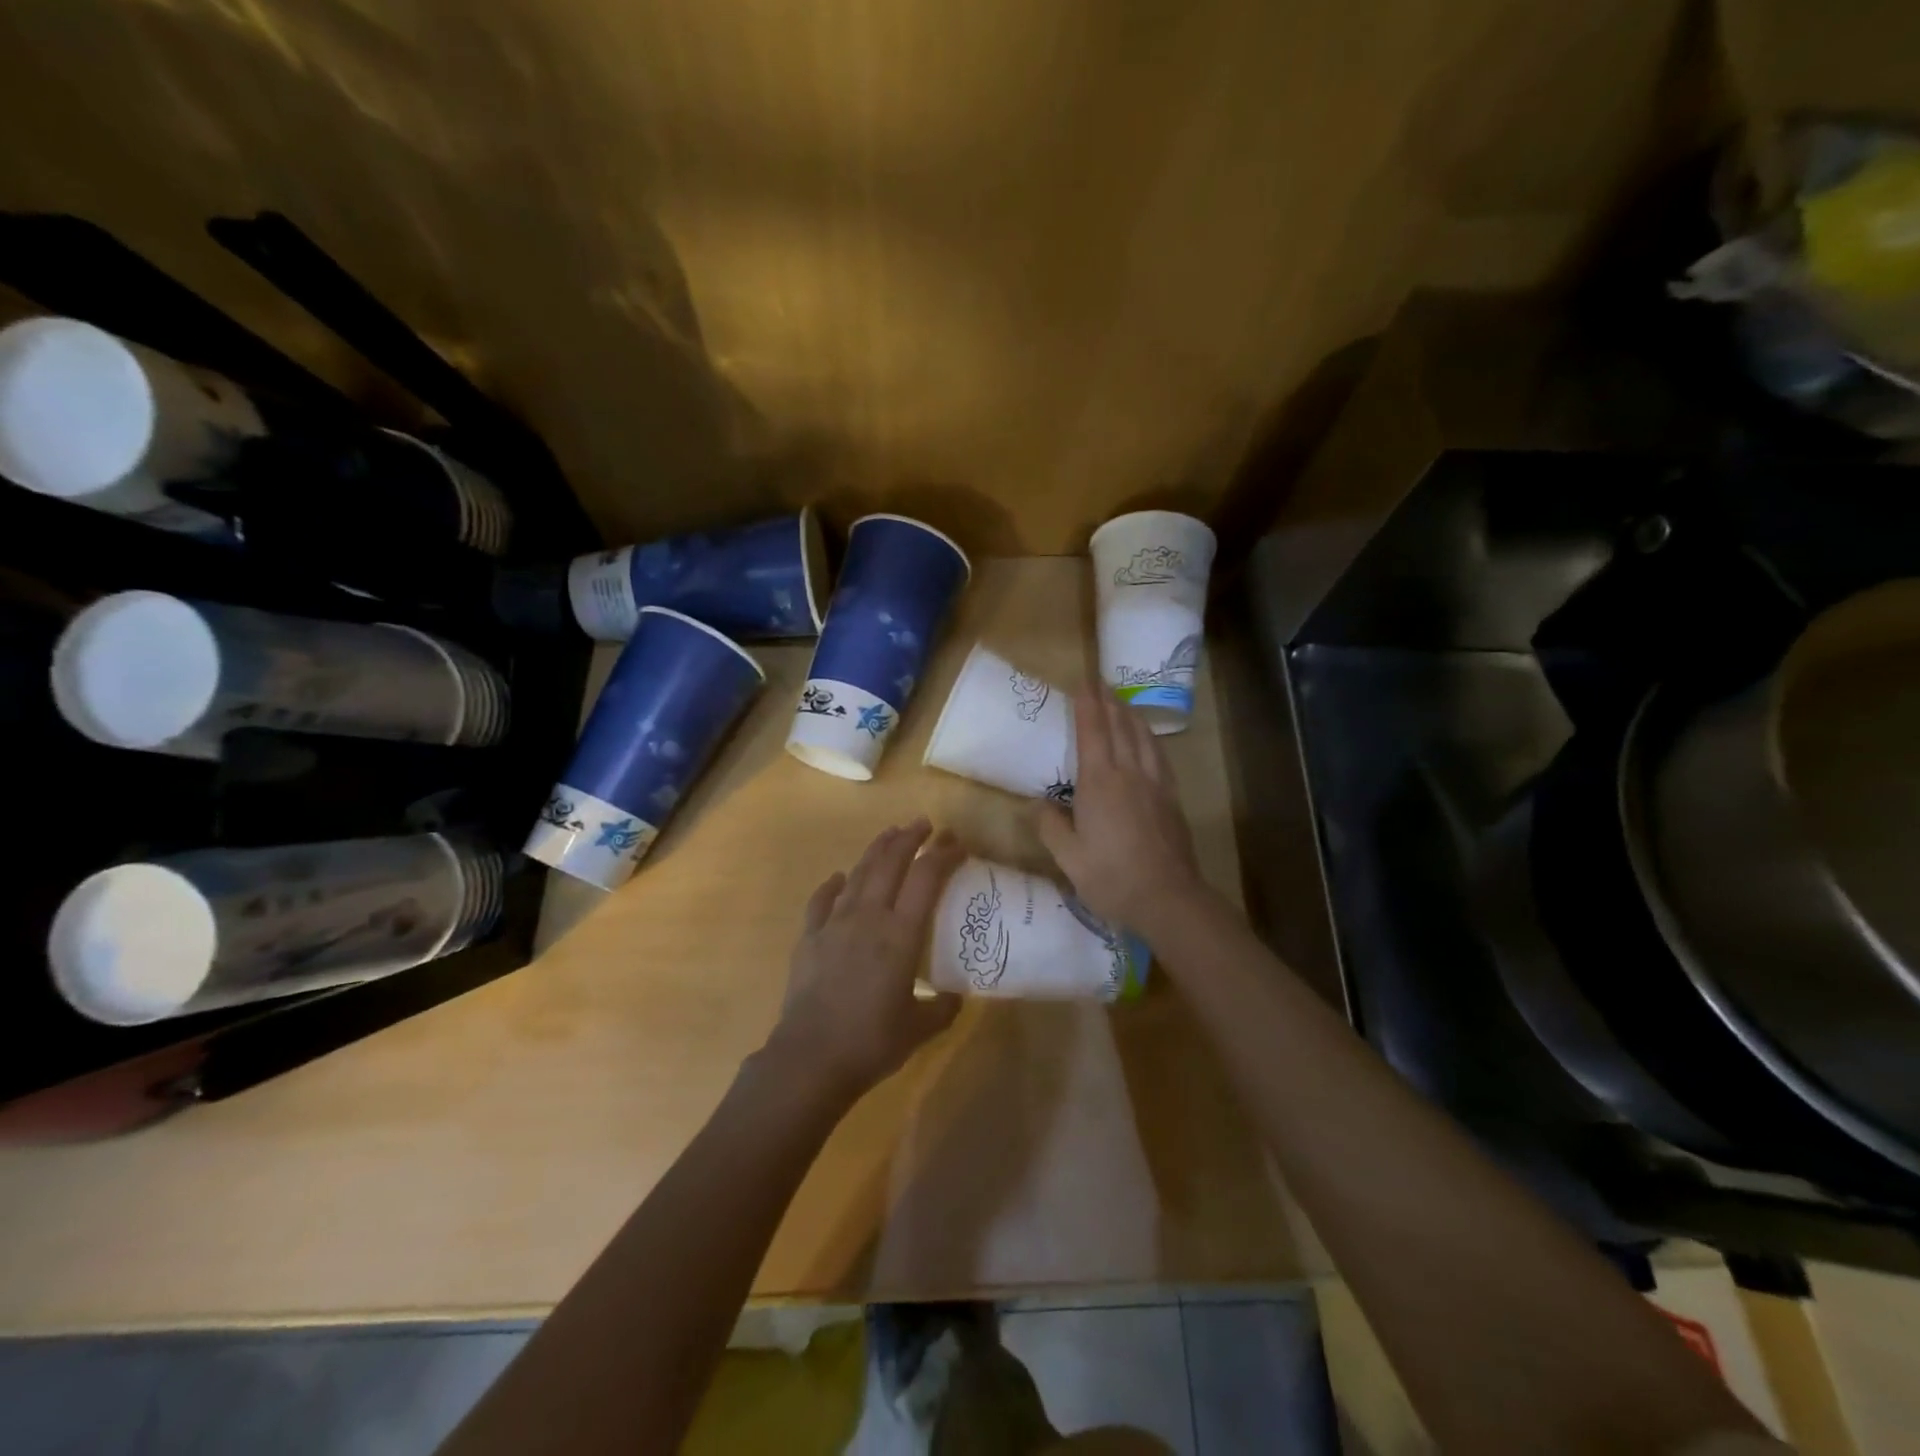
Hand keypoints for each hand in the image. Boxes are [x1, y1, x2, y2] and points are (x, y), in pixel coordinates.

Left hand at [764, 819, 965, 1099]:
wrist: (810, 1059)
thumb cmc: (871, 1042)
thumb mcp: (919, 1028)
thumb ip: (943, 1008)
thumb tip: (954, 996)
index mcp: (901, 934)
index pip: (926, 878)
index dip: (943, 854)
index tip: (956, 842)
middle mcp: (869, 917)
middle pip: (890, 863)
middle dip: (909, 838)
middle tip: (925, 824)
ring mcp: (834, 924)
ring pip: (858, 873)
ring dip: (876, 850)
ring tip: (890, 834)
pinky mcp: (809, 938)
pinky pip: (822, 901)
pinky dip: (833, 885)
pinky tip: (838, 878)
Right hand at [1039, 688, 1207, 933]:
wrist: (1168, 898)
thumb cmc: (1112, 878)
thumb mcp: (1068, 858)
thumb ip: (1051, 826)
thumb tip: (1037, 803)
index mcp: (1099, 783)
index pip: (1092, 732)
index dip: (1087, 705)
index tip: (1083, 682)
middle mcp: (1129, 773)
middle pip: (1119, 727)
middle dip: (1108, 701)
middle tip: (1100, 682)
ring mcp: (1155, 784)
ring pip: (1143, 737)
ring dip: (1130, 715)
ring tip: (1122, 702)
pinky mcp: (1171, 798)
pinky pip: (1159, 755)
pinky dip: (1149, 738)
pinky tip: (1147, 739)